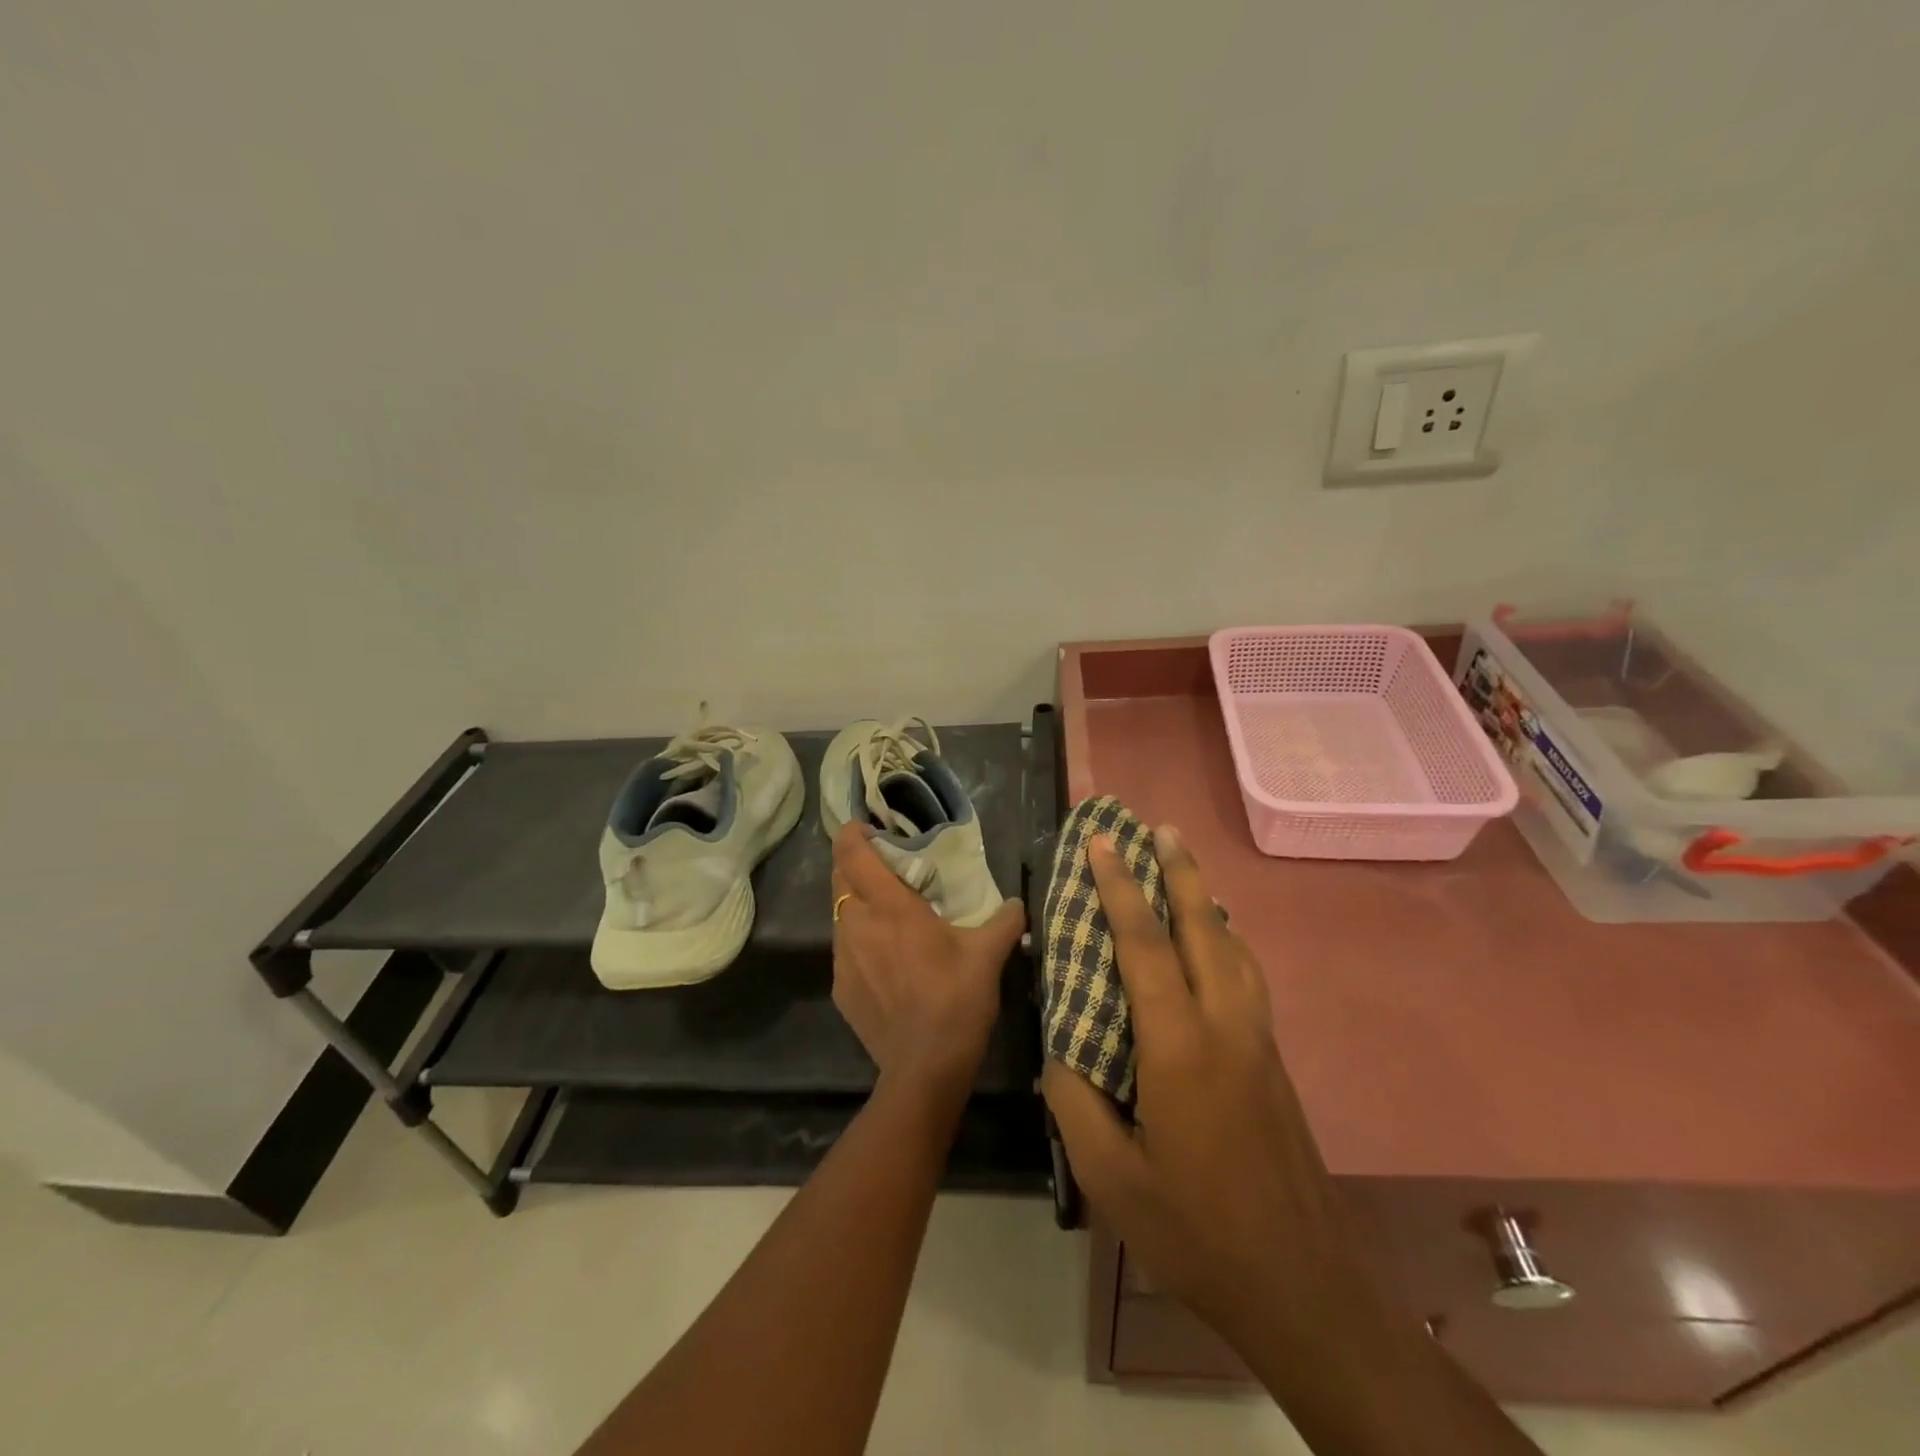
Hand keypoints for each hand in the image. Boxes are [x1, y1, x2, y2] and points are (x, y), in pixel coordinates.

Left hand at [831, 824, 1026, 1105]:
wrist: (925, 1069)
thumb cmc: (956, 1000)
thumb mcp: (988, 955)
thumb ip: (1004, 921)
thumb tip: (1017, 905)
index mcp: (890, 908)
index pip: (853, 854)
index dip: (852, 834)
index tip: (865, 827)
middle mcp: (857, 925)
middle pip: (839, 879)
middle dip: (853, 864)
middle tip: (881, 865)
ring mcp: (843, 959)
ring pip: (839, 915)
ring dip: (855, 903)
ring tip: (885, 912)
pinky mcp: (840, 988)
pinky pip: (843, 949)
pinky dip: (858, 940)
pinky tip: (883, 958)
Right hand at [1041, 826, 1353, 1352]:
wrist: (1301, 1284)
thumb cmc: (1195, 1230)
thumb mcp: (1110, 1177)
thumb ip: (1075, 1100)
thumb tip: (1059, 1046)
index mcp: (1180, 1048)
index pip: (1144, 946)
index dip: (1120, 888)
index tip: (1101, 843)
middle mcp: (1226, 1026)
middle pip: (1202, 926)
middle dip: (1177, 871)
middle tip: (1157, 827)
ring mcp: (1258, 1040)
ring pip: (1233, 946)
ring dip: (1206, 898)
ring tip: (1186, 866)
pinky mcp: (1273, 1059)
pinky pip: (1247, 974)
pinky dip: (1226, 937)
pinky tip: (1218, 939)